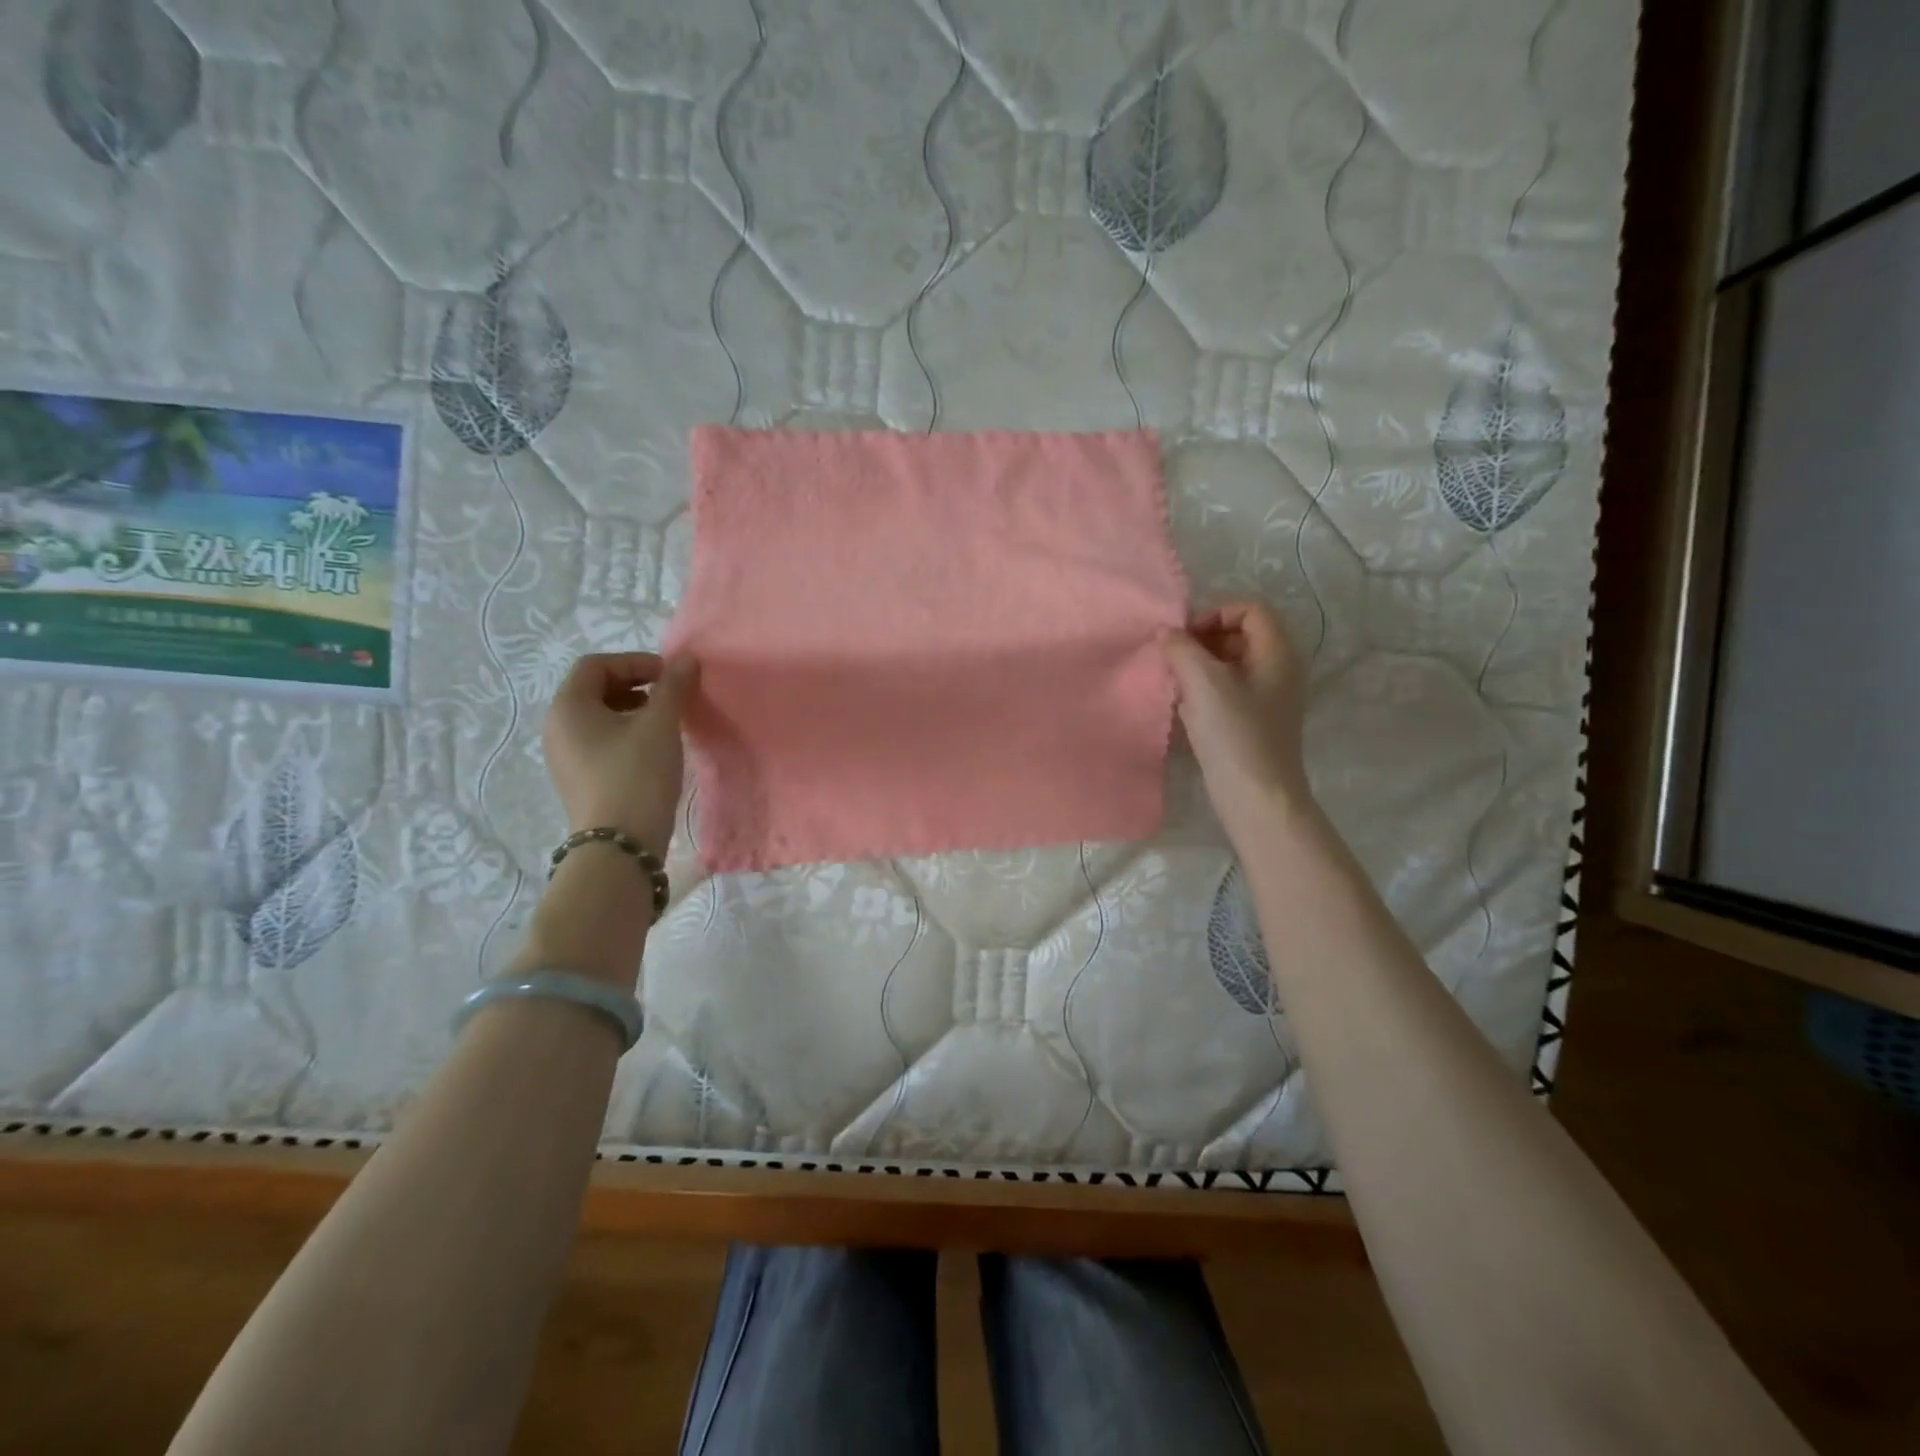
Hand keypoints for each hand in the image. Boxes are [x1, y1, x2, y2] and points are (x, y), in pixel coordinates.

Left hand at [542, 652, 697, 855]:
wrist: (620, 845)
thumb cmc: (636, 775)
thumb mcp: (660, 725)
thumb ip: (673, 686)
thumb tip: (686, 659)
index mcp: (568, 707)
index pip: (596, 665)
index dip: (635, 662)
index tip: (670, 675)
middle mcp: (557, 727)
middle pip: (594, 689)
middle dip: (635, 684)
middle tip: (670, 695)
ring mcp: (564, 756)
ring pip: (598, 717)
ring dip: (633, 709)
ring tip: (666, 722)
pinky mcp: (578, 779)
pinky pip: (599, 742)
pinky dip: (625, 734)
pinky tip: (653, 750)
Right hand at [1159, 597, 1310, 835]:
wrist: (1256, 796)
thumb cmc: (1234, 733)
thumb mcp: (1203, 682)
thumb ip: (1181, 648)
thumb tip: (1166, 632)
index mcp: (1277, 651)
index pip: (1250, 608)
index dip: (1215, 612)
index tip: (1184, 635)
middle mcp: (1278, 668)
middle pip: (1239, 633)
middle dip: (1202, 638)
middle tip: (1172, 657)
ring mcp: (1267, 696)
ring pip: (1230, 663)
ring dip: (1198, 665)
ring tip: (1173, 680)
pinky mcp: (1253, 720)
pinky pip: (1227, 689)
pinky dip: (1203, 689)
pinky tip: (1182, 705)